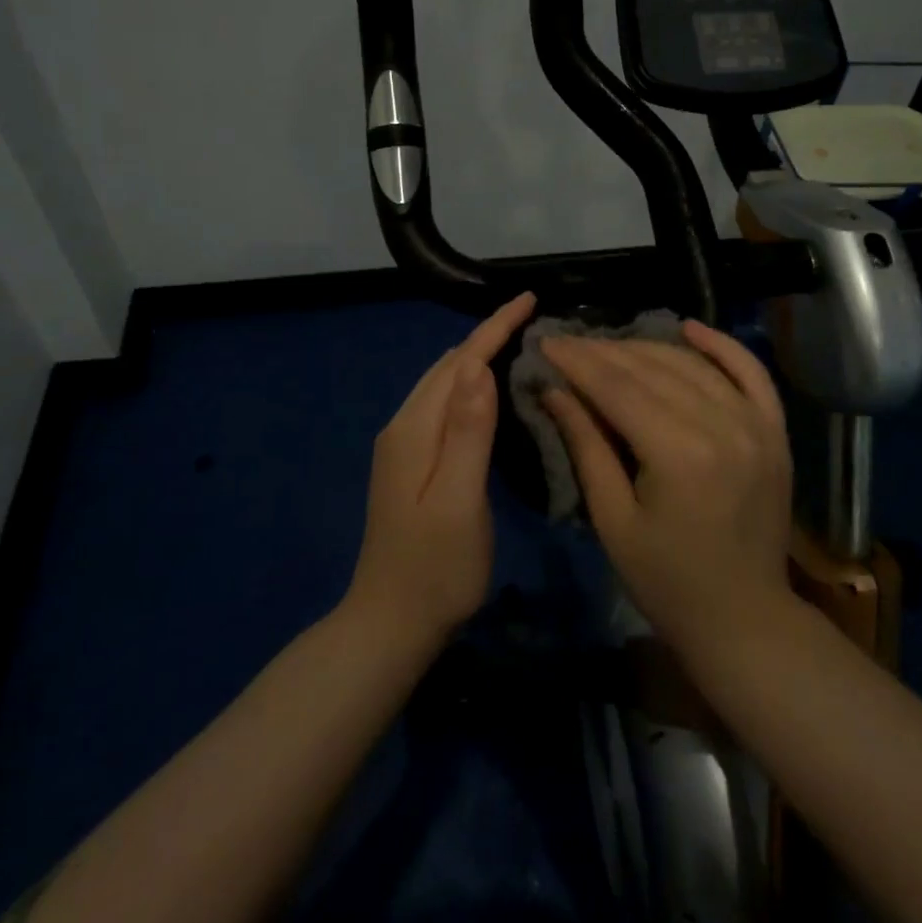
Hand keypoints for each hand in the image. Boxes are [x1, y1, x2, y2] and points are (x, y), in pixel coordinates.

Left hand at [344, 291, 536, 644]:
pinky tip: (489, 393)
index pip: (460, 362)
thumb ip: (468, 432)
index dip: (494, 327)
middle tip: (532, 321)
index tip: (528, 299)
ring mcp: (403, 445)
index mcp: (415, 430)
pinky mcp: (410, 463)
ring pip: (444, 384)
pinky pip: (443, 406)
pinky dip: (469, 386)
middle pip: (449, 366)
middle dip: (487, 336)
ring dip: (477, 358)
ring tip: (517, 344)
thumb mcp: (458, 500)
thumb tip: (478, 365)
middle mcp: (404, 427)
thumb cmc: (435, 568)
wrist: (389, 623)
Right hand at [541, 322, 794, 658]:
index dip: (578, 361)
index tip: (546, 341)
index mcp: (679, 455)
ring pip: (693, 365)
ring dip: (648, 347)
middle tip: (569, 343)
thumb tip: (554, 390)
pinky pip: (750, 373)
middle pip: (653, 369)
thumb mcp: (612, 520)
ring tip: (609, 345)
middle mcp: (723, 426)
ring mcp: (756, 425)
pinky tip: (689, 328)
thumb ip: (586, 446)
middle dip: (604, 351)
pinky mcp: (775, 432)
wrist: (744, 618)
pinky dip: (721, 346)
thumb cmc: (666, 581)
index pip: (618, 388)